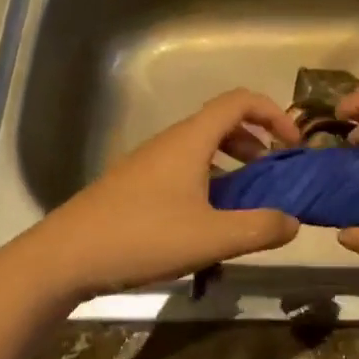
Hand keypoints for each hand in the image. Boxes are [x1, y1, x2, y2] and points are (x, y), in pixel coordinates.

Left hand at [12, 89, 302, 298]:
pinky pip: (184, 168)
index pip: (240, 101)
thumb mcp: (211, 238)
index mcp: (191, 140)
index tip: (293, 146)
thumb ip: (259, 227)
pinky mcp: (135, 184)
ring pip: (202, 148)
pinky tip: (208, 220)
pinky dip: (209, 180)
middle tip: (274, 176)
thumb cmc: (142, 237)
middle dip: (256, 142)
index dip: (274, 114)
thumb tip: (293, 221)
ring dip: (233, 164)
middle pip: (222, 123)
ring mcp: (149, 162)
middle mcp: (171, 142)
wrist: (65, 257)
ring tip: (247, 201)